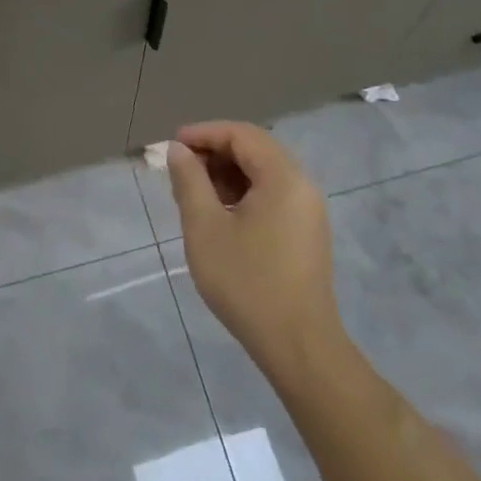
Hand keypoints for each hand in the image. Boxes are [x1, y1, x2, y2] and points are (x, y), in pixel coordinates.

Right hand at [167, 122, 341, 381]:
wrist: (298, 347)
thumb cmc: (247, 282)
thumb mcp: (205, 228)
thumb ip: (189, 180)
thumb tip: (178, 150)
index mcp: (283, 177)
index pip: (241, 134)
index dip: (204, 133)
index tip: (172, 146)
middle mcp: (302, 185)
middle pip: (255, 149)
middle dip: (214, 152)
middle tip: (180, 170)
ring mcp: (308, 210)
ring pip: (263, 173)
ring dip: (228, 174)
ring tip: (195, 194)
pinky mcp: (306, 232)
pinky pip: (273, 195)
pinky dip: (244, 193)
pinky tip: (220, 215)